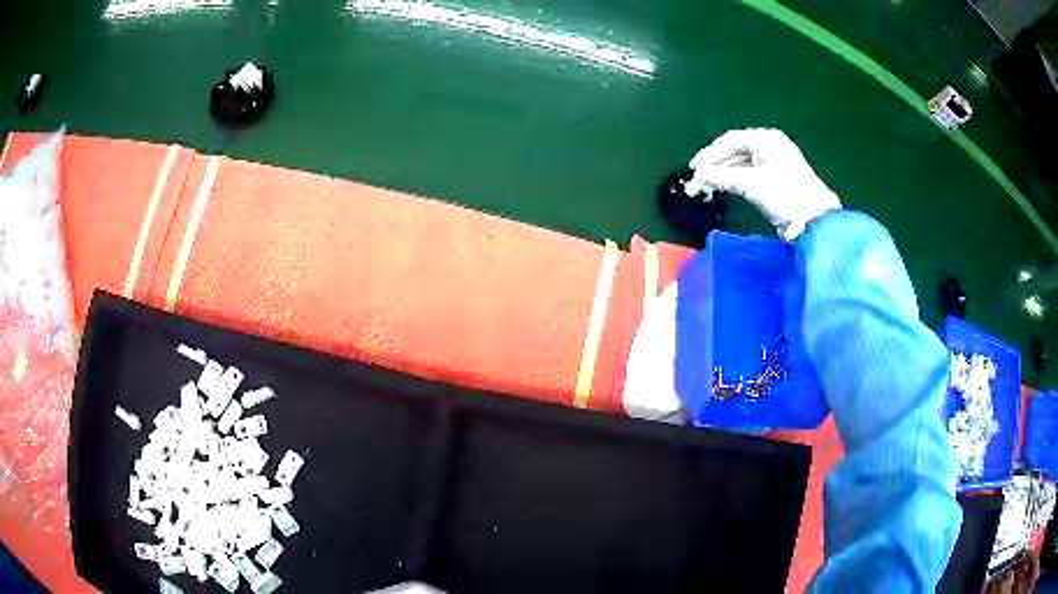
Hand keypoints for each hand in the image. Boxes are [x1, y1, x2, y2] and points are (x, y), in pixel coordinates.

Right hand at [684, 129, 840, 240]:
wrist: (814, 221)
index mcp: (766, 139)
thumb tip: (697, 176)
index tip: (694, 169)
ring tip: (705, 188)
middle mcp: (770, 147)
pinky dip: (734, 182)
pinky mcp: (774, 180)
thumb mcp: (752, 184)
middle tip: (697, 181)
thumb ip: (722, 177)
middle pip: (734, 152)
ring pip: (740, 165)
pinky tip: (722, 189)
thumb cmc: (786, 195)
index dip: (710, 153)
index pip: (730, 140)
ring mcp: (773, 163)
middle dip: (714, 166)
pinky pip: (748, 175)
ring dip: (722, 175)